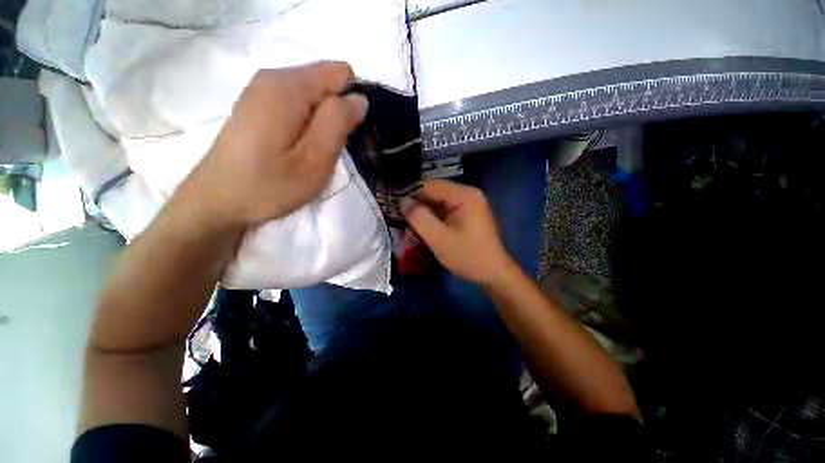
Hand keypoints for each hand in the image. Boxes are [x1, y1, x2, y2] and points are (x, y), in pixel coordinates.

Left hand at [180, 62, 367, 229]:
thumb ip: (338, 123)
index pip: (341, 74)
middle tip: (326, 149)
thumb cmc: (269, 185)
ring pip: (313, 96)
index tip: (344, 134)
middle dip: (336, 114)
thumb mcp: (315, 160)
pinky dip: (307, 125)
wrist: (218, 201)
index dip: (350, 103)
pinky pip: (298, 105)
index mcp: (289, 87)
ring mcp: (262, 91)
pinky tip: (297, 147)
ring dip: (322, 123)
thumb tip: (358, 99)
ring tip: (311, 152)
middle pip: (326, 83)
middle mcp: (273, 78)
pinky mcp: (258, 105)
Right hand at [403, 179, 515, 284]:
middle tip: (401, 220)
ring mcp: (469, 204)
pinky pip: (445, 211)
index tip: (394, 207)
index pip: (430, 185)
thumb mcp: (439, 239)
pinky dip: (433, 219)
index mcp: (464, 195)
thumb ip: (419, 218)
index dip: (411, 195)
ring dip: (424, 213)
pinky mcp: (467, 214)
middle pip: (434, 193)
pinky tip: (424, 229)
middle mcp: (468, 194)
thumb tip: (402, 201)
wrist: (493, 274)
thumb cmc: (468, 256)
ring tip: (409, 226)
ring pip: (438, 203)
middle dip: (417, 206)